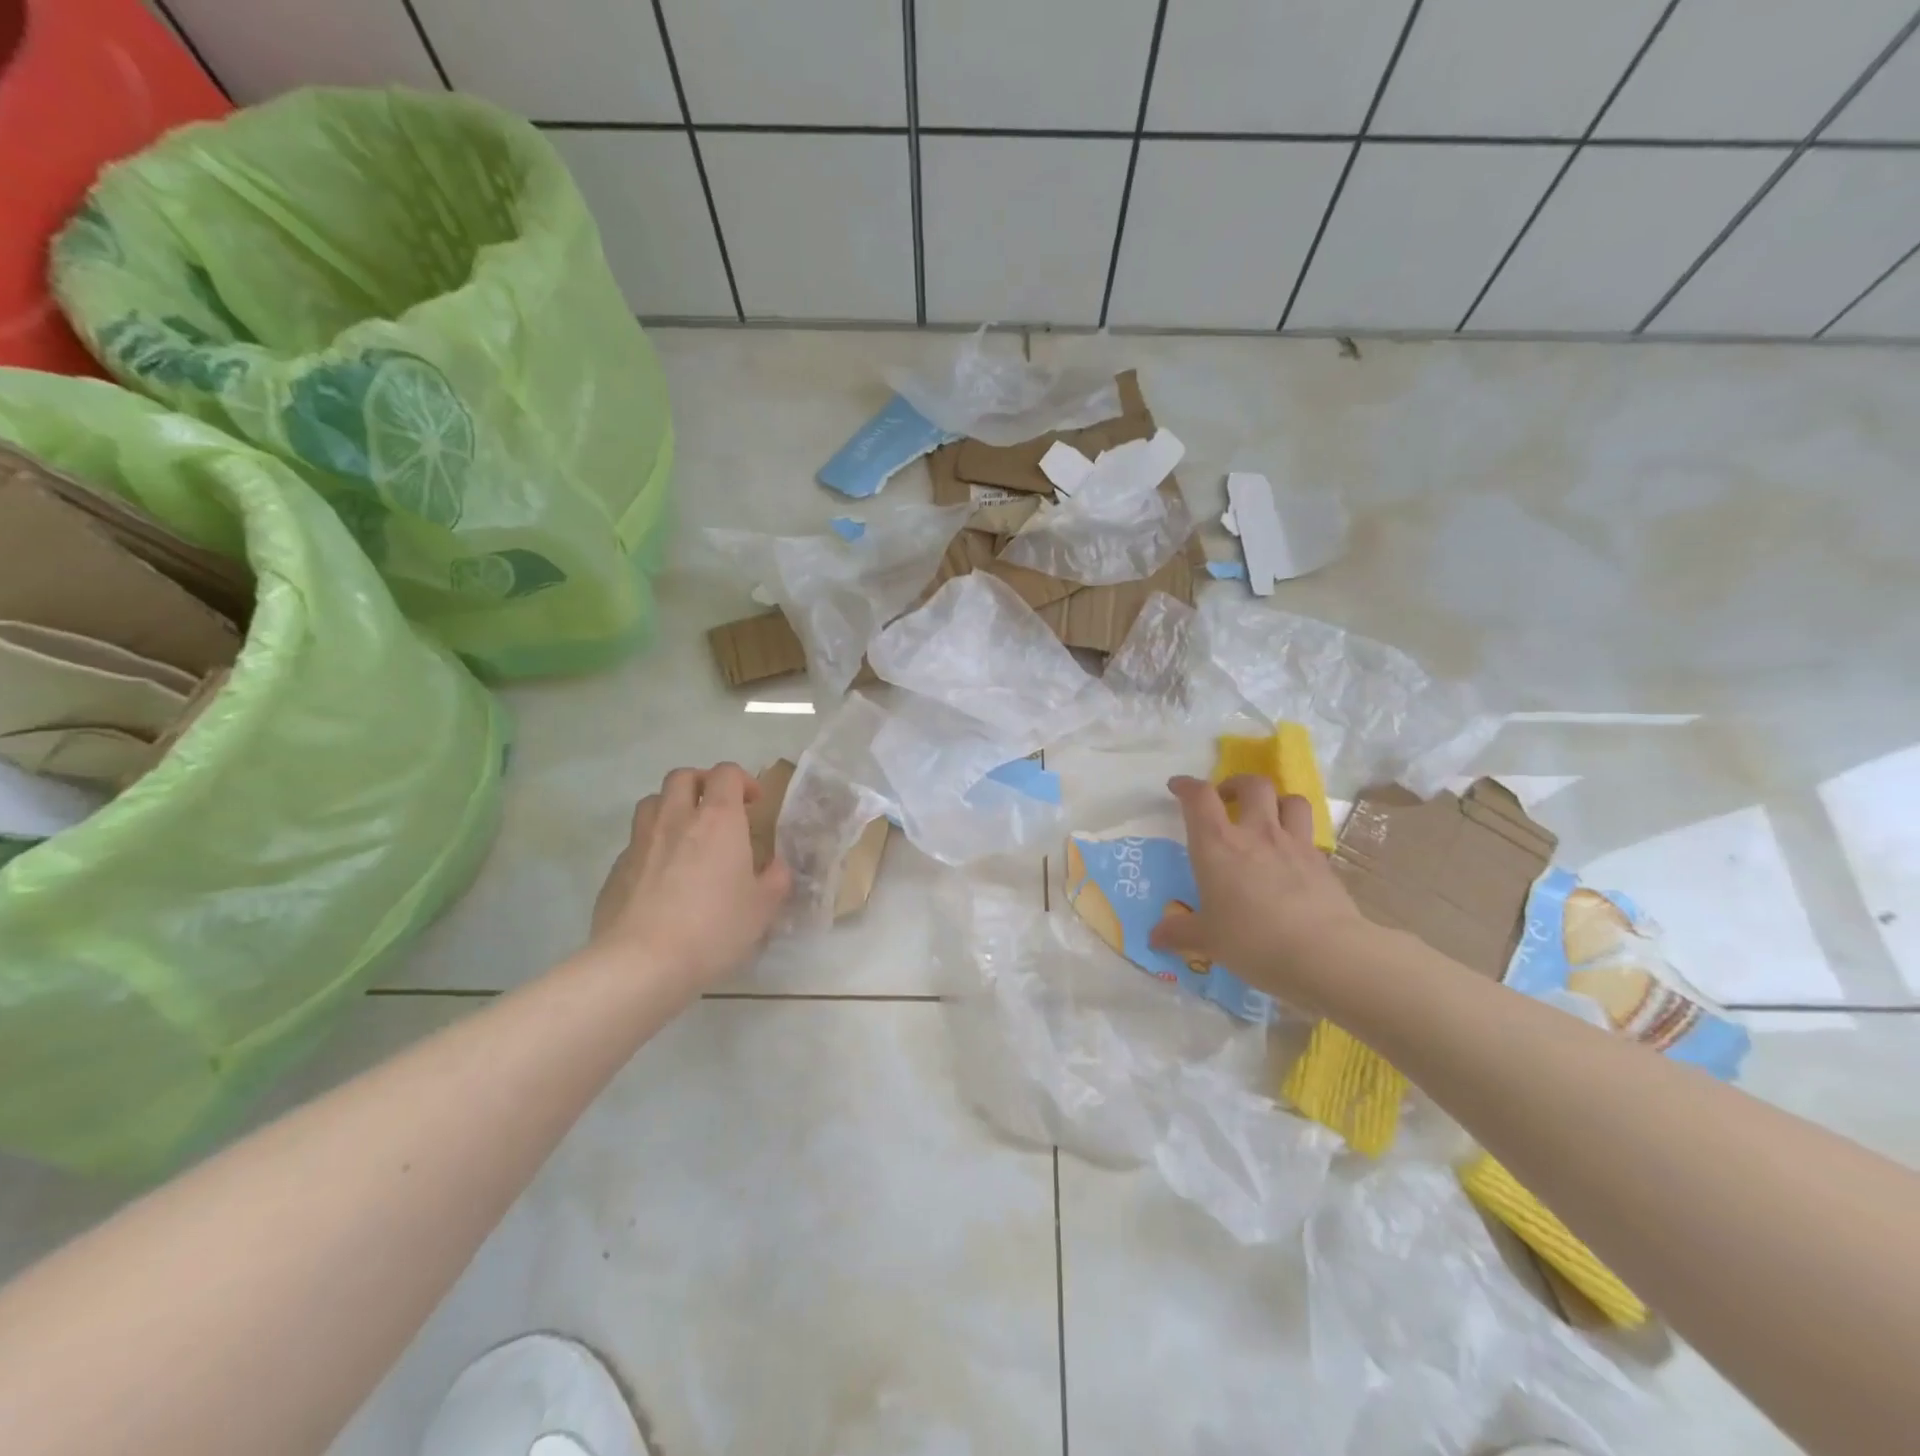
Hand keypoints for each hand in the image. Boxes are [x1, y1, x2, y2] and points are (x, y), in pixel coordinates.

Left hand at [591, 763, 791, 991]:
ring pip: (652, 802)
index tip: (754, 804)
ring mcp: (640, 842)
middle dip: (702, 783)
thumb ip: (775, 879)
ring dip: (672, 807)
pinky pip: (635, 841)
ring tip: (686, 834)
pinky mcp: (616, 869)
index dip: (742, 781)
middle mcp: (676, 819)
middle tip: (717, 809)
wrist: (641, 963)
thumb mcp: (762, 908)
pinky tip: (662, 876)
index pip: (726, 774)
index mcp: (718, 820)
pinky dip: (652, 845)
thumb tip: (776, 867)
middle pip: (682, 777)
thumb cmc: (714, 928)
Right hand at [1150, 774, 1372, 1013]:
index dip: (1187, 786)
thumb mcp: (1207, 940)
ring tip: (1267, 818)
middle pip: (1252, 785)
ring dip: (1276, 801)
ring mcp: (1294, 845)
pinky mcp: (1323, 864)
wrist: (1325, 954)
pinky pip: (1310, 836)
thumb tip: (1154, 937)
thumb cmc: (1252, 940)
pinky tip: (1291, 859)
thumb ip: (1179, 933)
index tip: (1178, 787)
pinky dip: (1298, 837)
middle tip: (1227, 800)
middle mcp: (1256, 833)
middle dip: (1236, 784)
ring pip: (1290, 800)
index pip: (1199, 797)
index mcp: (1217, 844)